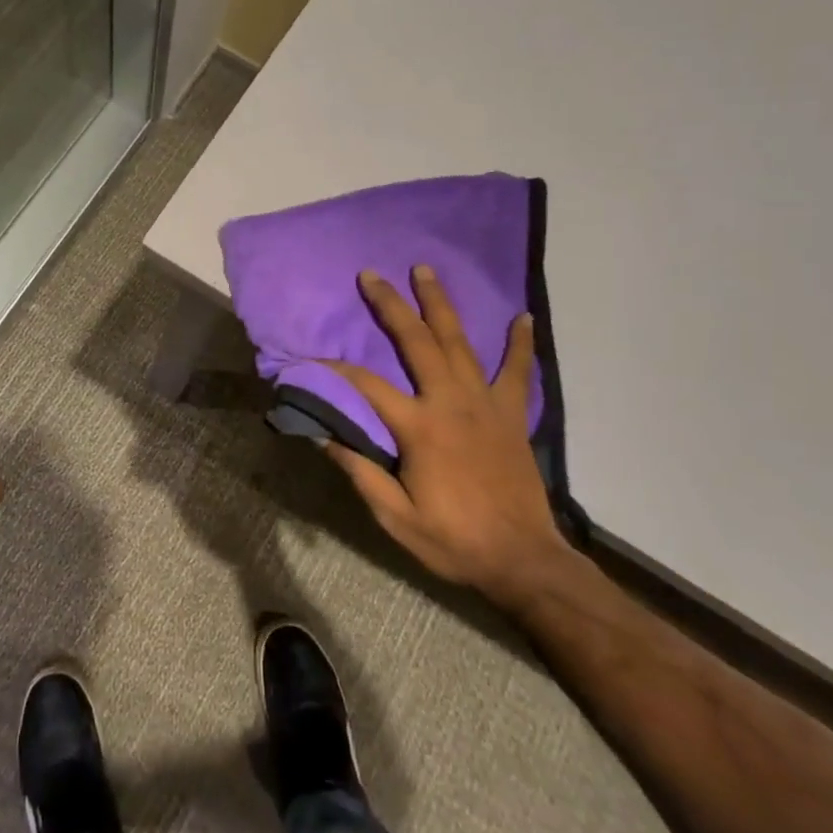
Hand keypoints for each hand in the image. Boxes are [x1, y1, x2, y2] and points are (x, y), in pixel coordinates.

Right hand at [323, 267, 574, 608]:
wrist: (523, 561)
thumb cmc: (453, 541)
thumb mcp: (395, 515)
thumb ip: (359, 471)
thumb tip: (321, 433)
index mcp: (419, 428)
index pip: (366, 386)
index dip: (334, 369)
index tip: (309, 358)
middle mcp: (451, 403)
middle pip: (417, 342)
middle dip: (391, 305)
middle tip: (371, 275)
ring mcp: (486, 404)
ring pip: (460, 342)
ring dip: (440, 305)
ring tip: (426, 271)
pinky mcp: (512, 414)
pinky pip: (516, 371)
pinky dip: (519, 344)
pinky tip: (522, 317)